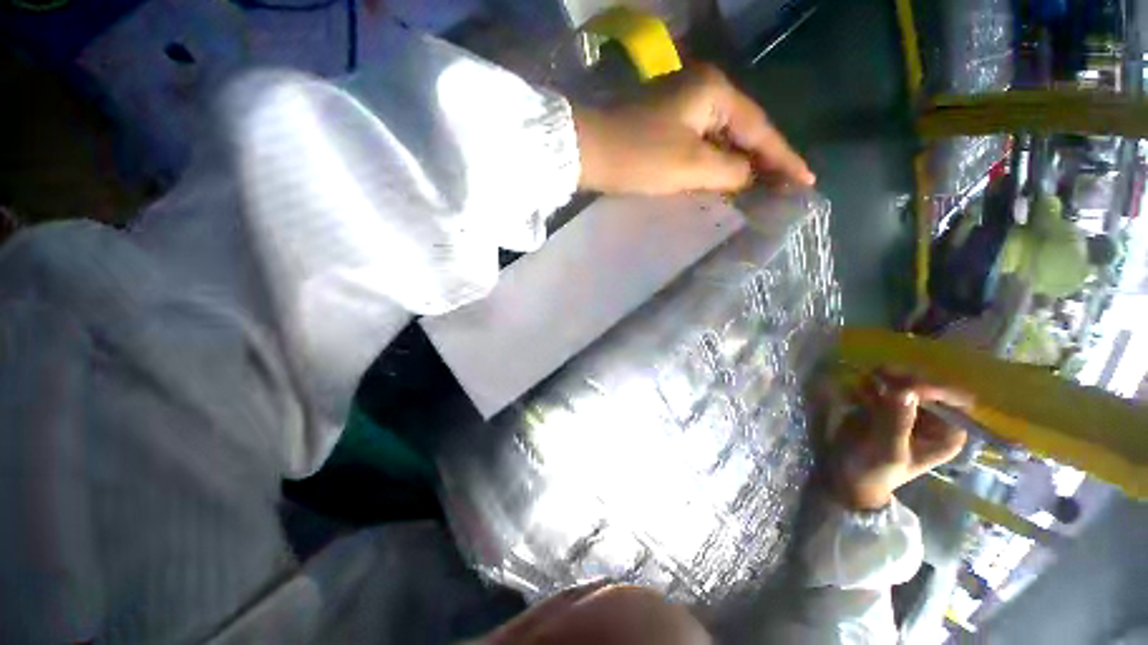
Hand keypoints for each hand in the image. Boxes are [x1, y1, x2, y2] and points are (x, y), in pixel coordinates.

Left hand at [573, 64, 814, 194]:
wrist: (585, 151)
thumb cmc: (638, 156)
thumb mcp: (690, 166)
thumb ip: (729, 170)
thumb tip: (748, 175)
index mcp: (714, 92)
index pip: (759, 129)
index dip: (784, 158)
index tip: (807, 181)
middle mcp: (702, 90)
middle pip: (743, 130)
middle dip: (764, 161)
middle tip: (786, 188)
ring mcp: (680, 106)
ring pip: (721, 139)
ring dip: (739, 164)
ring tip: (761, 189)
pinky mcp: (664, 125)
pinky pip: (700, 145)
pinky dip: (714, 164)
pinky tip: (722, 181)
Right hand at [831, 371, 971, 510]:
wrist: (847, 475)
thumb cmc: (875, 471)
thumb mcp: (889, 451)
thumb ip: (898, 422)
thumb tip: (906, 390)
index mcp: (947, 432)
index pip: (956, 399)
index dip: (935, 389)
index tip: (906, 387)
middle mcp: (932, 417)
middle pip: (929, 384)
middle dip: (904, 380)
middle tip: (878, 378)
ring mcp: (906, 409)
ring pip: (904, 380)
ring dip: (883, 379)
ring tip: (863, 388)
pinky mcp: (882, 404)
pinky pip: (880, 384)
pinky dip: (868, 384)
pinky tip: (855, 396)